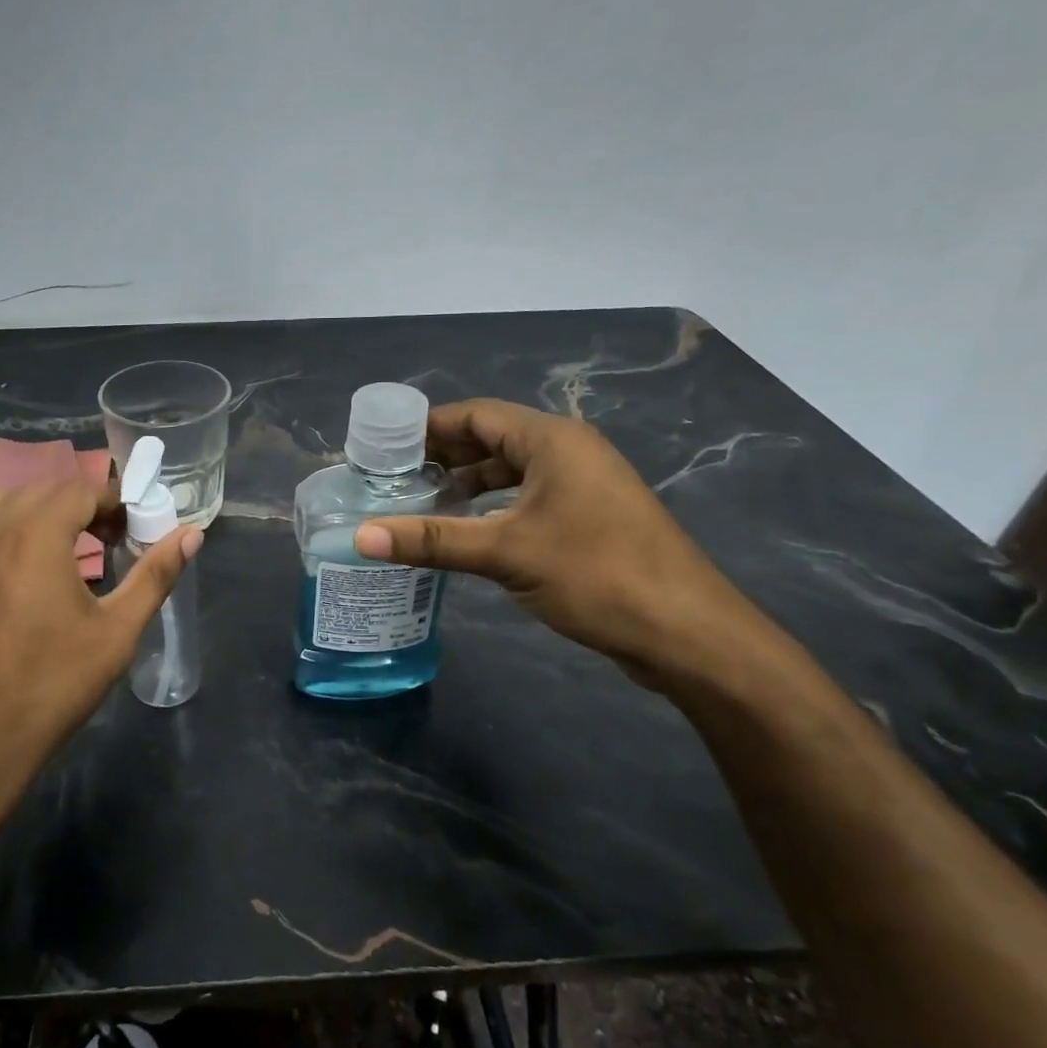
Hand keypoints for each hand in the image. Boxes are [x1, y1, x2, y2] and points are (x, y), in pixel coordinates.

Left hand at [0, 479, 200, 851]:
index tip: (136, 528)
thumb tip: (192, 535)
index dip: (115, 501)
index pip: (80, 489)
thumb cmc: (48, 689)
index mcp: (34, 534)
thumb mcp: (115, 633)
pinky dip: (12, 529)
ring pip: (5, 501)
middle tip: (113, 539)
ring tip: (71, 549)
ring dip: (43, 511)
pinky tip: (31, 573)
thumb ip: (154, 576)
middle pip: (43, 489)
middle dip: (83, 503)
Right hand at [353, 399, 760, 681]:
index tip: (384, 448)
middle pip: (493, 439)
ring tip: (420, 503)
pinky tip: (467, 531)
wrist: (686, 632)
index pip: (477, 414)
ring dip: (468, 482)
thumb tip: (359, 537)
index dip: (428, 427)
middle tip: (393, 477)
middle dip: (444, 455)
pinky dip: (493, 505)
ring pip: (511, 470)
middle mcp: (568, 451)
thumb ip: (430, 540)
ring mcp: (584, 485)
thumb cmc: (596, 574)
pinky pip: (529, 496)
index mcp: (552, 440)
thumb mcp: (505, 553)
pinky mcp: (590, 517)